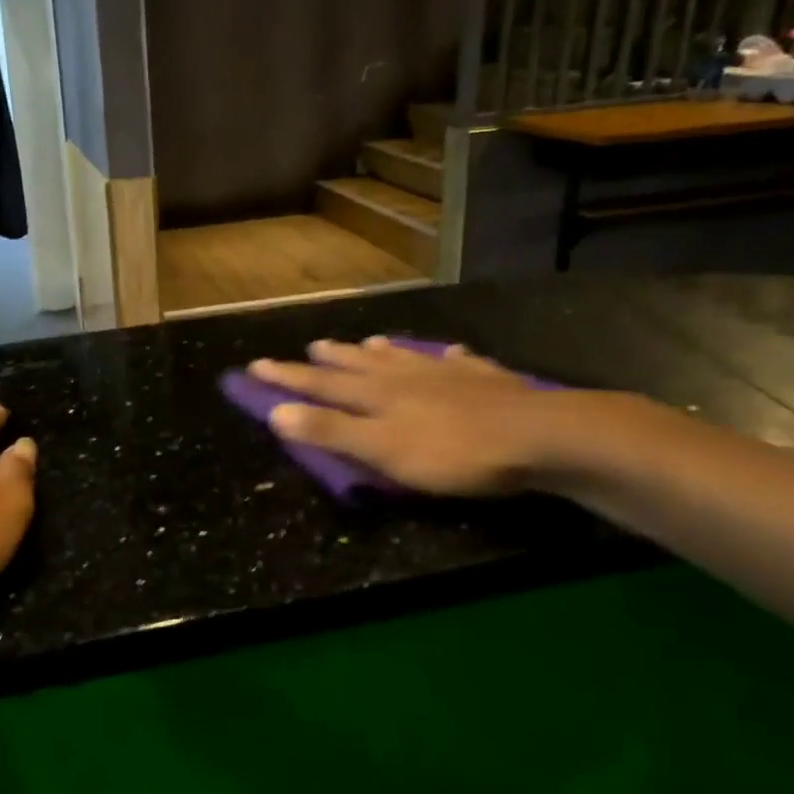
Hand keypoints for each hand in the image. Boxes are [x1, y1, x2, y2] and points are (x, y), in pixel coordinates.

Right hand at [249, 337, 556, 496]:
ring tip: (369, 341)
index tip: (256, 365)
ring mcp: (448, 374)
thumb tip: (276, 412)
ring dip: (383, 352)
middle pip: (361, 365)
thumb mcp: (382, 451)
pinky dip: (450, 357)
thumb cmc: (452, 452)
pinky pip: (461, 363)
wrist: (536, 436)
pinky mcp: (487, 380)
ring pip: (405, 358)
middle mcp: (406, 377)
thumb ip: (331, 432)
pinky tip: (453, 353)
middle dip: (332, 359)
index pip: (321, 384)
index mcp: (377, 395)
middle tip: (313, 346)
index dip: (287, 377)